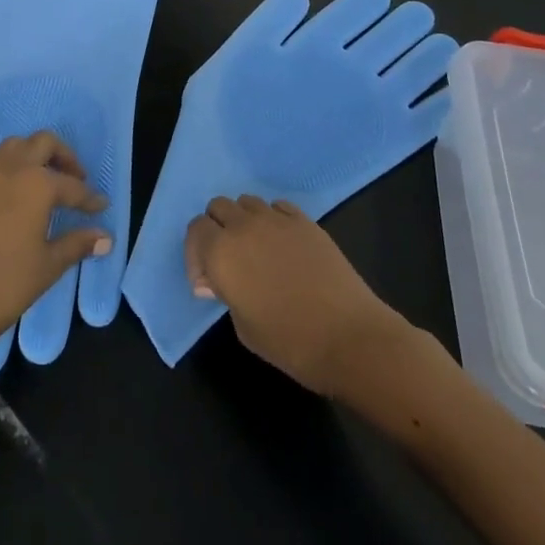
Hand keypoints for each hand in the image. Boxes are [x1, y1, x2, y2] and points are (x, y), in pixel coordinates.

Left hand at [0, 132, 109, 363]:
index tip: (101, 206)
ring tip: (45, 183)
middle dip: (63, 156)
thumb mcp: (50, 264)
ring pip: (13, 148)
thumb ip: (78, 243)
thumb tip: (105, 238)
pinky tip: (14, 201)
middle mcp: (9, 170)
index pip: (72, 186)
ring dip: (33, 156)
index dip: (90, 198)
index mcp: (36, 184)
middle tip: (75, 179)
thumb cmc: (8, 283)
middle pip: (42, 143)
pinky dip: (9, 174)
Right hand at [185, 196, 405, 395]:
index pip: (195, 230)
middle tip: (227, 260)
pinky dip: (272, 219)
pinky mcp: (305, 221)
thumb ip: (224, 293)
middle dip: (216, 229)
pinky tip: (282, 245)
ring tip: (255, 250)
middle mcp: (243, 227)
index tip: (207, 281)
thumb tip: (215, 279)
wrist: (349, 338)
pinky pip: (278, 206)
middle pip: (218, 207)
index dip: (196, 253)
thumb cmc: (289, 342)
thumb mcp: (243, 327)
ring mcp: (276, 220)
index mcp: (221, 252)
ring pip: (247, 202)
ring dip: (243, 221)